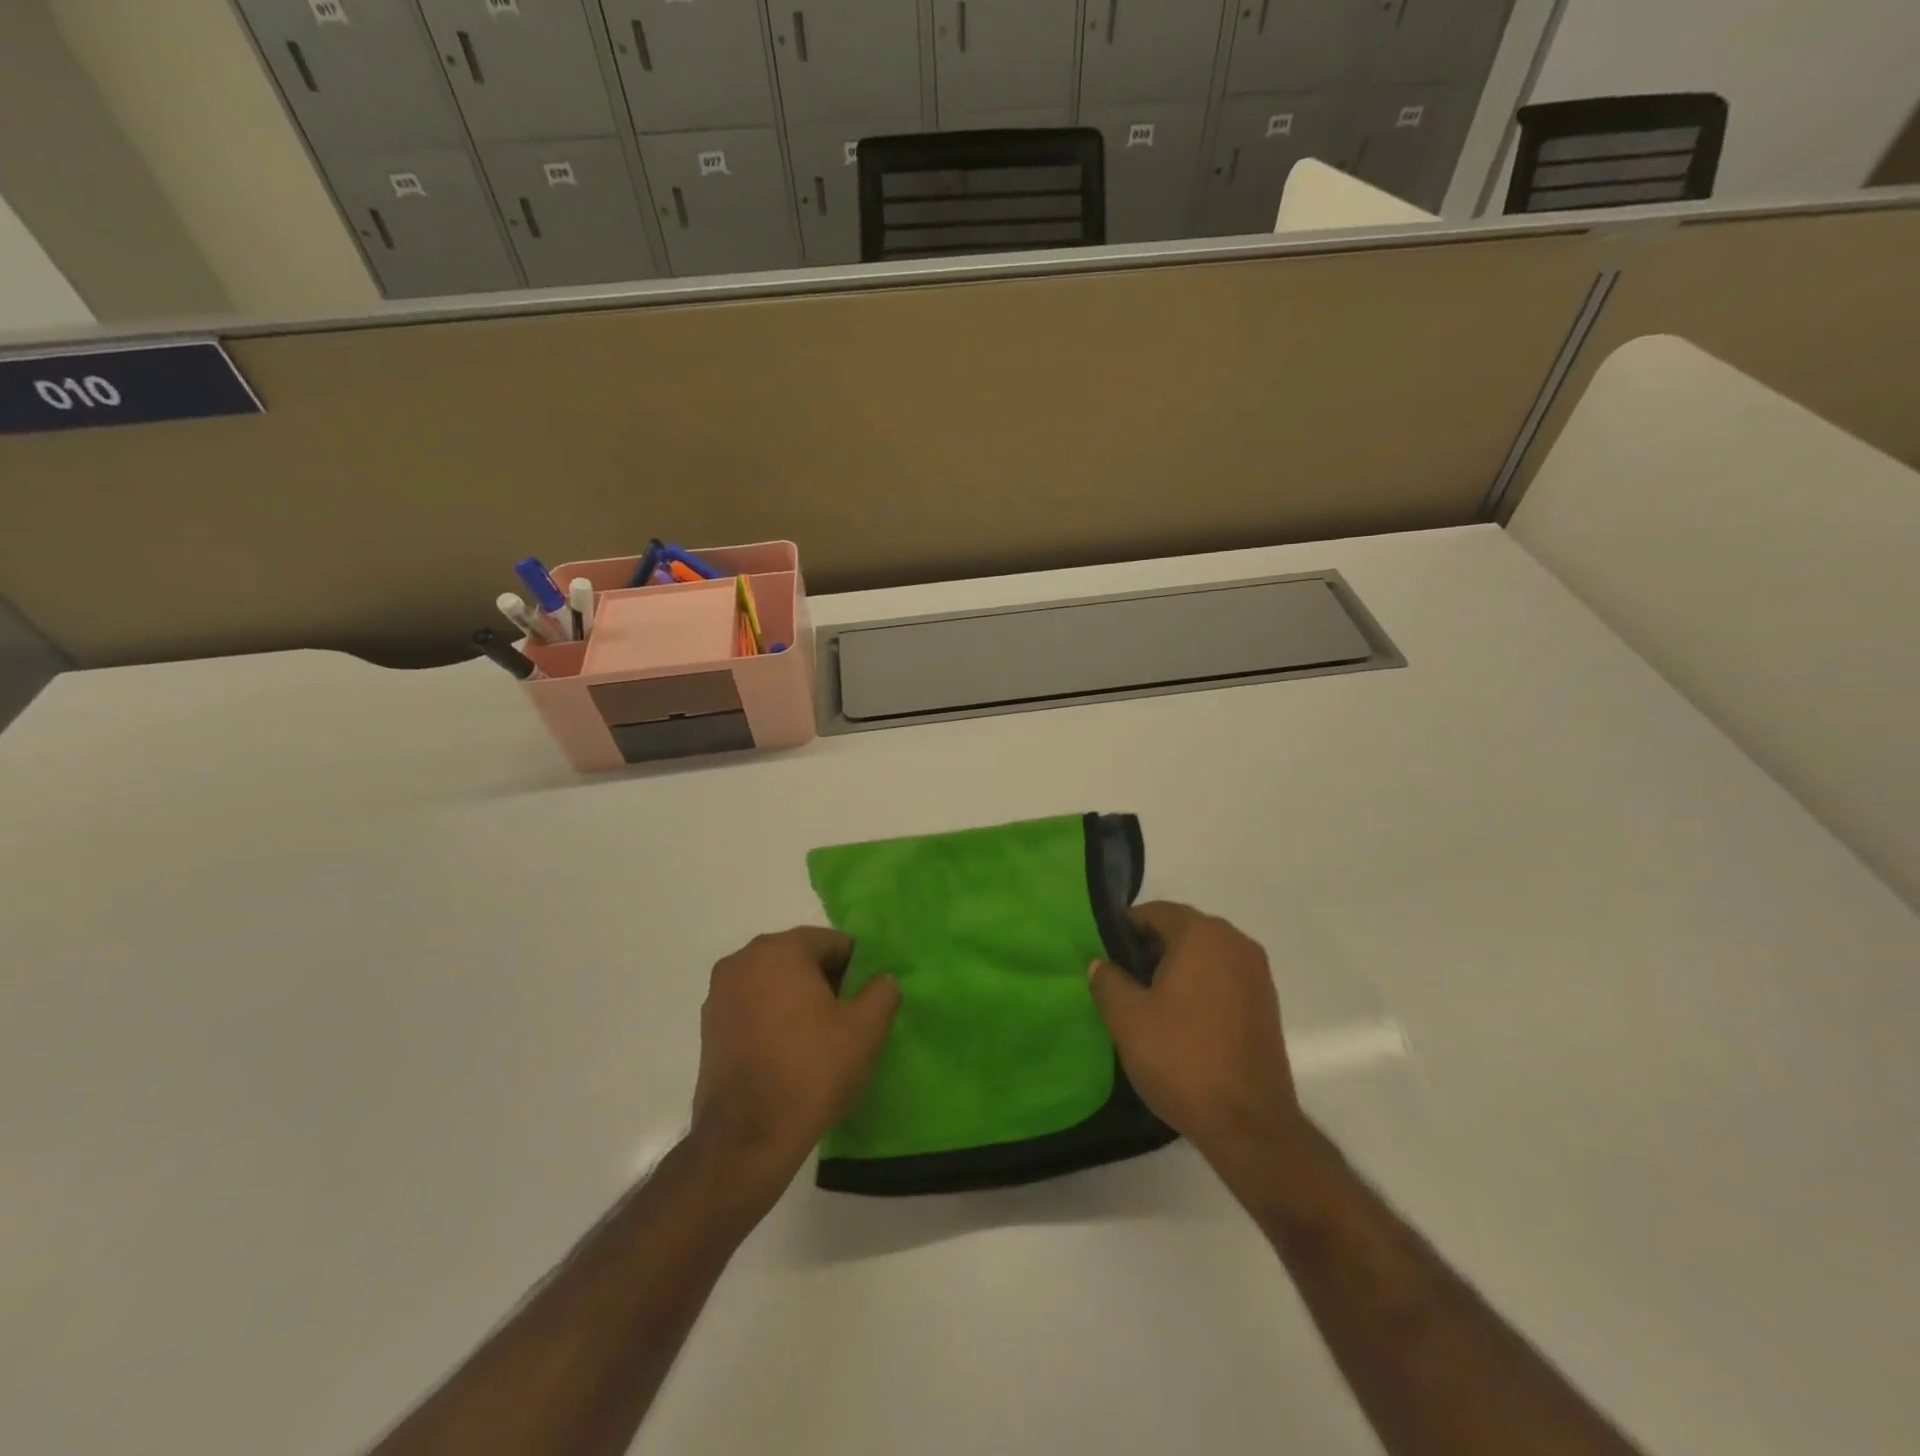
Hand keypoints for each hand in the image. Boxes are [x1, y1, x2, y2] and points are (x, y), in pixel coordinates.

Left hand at [689, 928, 899, 1212]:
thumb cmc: (811, 1072)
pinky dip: (771, 1016)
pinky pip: (752, 1005)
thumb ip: (882, 992)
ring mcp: (720, 993)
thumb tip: (881, 980)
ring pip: (773, 981)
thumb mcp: (865, 1030)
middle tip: (843, 1020)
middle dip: (824, 981)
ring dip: (796, 998)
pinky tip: (785, 1052)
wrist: (747, 1139)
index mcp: (781, 950)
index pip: (831, 942)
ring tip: (815, 1039)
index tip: (862, 1003)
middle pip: (799, 957)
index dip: (854, 969)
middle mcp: (743, 960)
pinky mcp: (708, 1025)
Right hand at [1088, 902, 1305, 1168]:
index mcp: (1202, 934)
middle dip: (1149, 949)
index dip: (1125, 930)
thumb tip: (1102, 964)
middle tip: (1121, 980)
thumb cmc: (1182, 1059)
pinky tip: (1180, 1020)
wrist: (1249, 1123)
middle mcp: (1235, 942)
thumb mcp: (1127, 1018)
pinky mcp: (1266, 1003)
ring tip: (1148, 1003)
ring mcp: (1257, 973)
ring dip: (1175, 968)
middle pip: (1182, 930)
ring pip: (1204, 955)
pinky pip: (1223, 978)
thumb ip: (1107, 980)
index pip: (1155, 912)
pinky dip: (1200, 986)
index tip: (1105, 956)